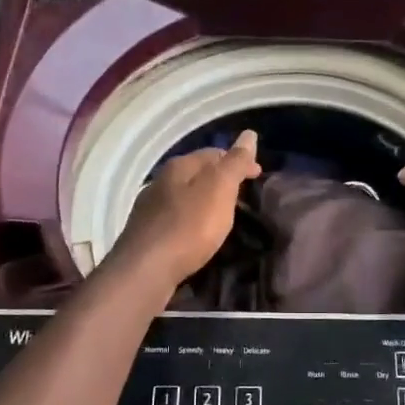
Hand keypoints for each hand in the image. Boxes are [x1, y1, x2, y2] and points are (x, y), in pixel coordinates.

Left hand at [114, 131, 262, 286]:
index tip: (259, 175)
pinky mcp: (147, 233)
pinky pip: (176, 218)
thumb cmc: (189, 226)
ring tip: (223, 214)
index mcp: (179, 166)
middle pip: (197, 173)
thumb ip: (235, 163)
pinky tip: (197, 233)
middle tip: (243, 195)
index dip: (239, 161)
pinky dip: (192, 219)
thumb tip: (249, 134)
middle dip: (221, 179)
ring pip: (185, 195)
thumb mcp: (219, 189)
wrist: (145, 270)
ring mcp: (150, 208)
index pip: (215, 153)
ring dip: (205, 200)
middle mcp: (161, 181)